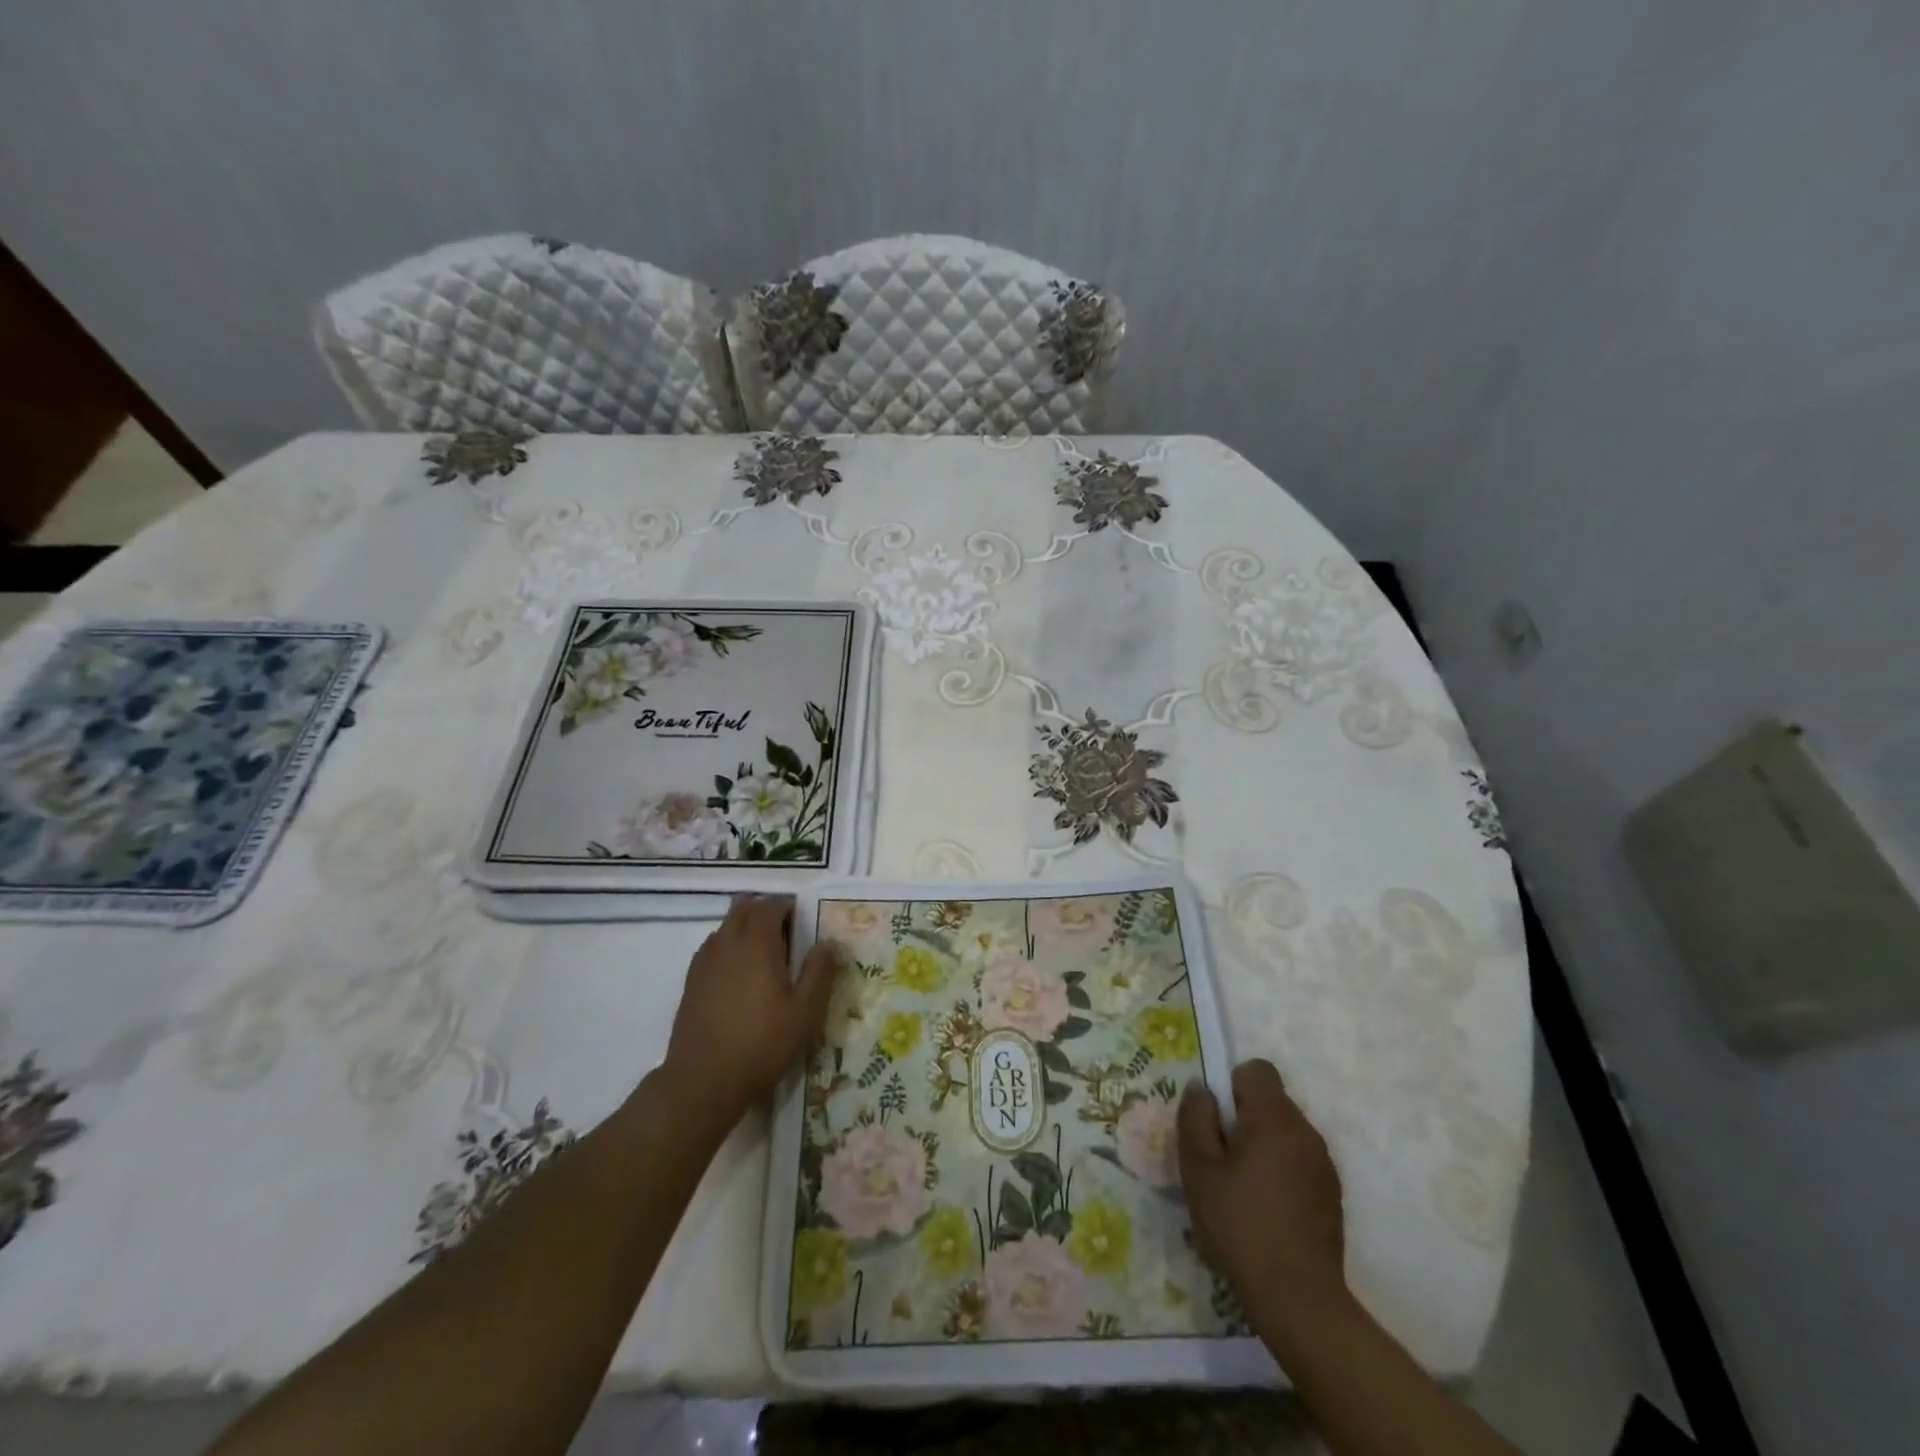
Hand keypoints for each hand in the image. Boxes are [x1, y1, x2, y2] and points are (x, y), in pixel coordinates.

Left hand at [661, 895, 843, 1128]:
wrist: (703, 1081)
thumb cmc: (762, 1043)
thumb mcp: (805, 1011)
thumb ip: (819, 971)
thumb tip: (828, 942)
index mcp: (757, 942)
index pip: (771, 905)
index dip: (788, 906)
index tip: (803, 921)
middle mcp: (727, 943)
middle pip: (743, 907)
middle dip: (764, 910)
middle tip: (786, 933)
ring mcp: (704, 962)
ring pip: (725, 926)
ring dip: (744, 927)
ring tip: (764, 954)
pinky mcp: (691, 982)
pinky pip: (712, 948)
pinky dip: (728, 947)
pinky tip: (739, 975)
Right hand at [1179, 1058, 1348, 1332]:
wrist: (1298, 1300)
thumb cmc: (1240, 1226)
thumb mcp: (1199, 1169)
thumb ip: (1195, 1118)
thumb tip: (1200, 1087)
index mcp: (1274, 1118)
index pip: (1257, 1070)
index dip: (1232, 1085)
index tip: (1217, 1121)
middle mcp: (1306, 1132)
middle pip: (1271, 1101)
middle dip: (1244, 1118)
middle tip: (1222, 1159)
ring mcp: (1324, 1165)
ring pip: (1285, 1133)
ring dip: (1263, 1146)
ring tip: (1243, 1188)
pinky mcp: (1332, 1195)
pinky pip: (1299, 1162)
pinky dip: (1282, 1171)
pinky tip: (1267, 1210)